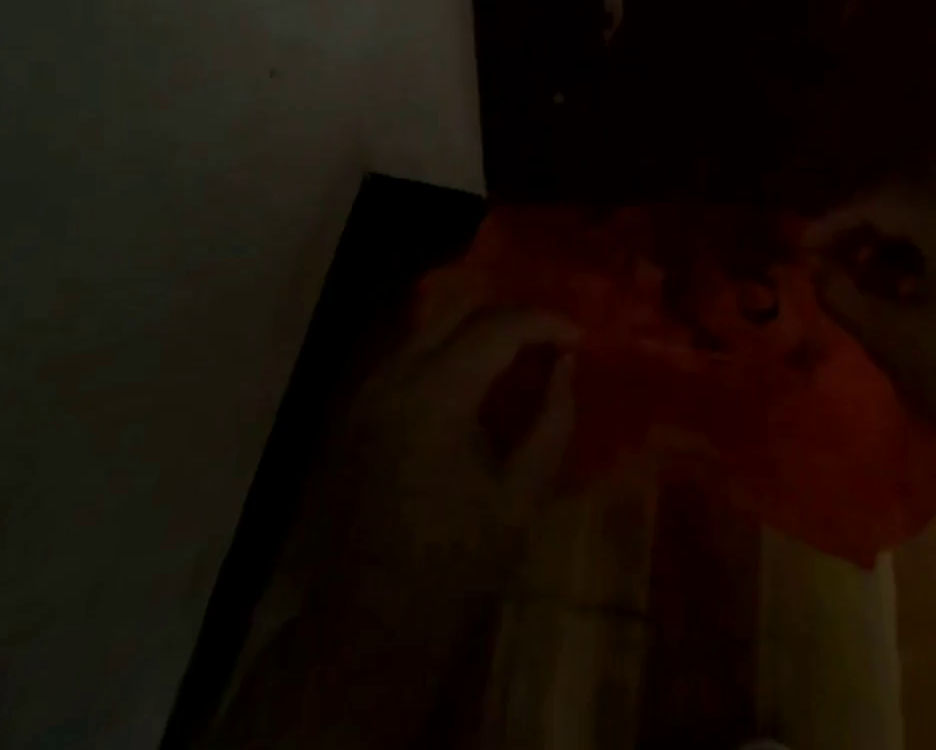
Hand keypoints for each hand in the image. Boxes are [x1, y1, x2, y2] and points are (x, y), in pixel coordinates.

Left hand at [315, 295, 578, 609]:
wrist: (365, 626)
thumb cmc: (453, 564)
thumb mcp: (521, 498)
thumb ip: (553, 420)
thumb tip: (567, 364)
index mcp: (436, 395)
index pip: (499, 327)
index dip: (545, 322)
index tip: (579, 336)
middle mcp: (395, 376)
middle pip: (461, 309)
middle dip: (511, 314)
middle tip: (549, 337)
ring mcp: (368, 389)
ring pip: (431, 326)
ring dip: (478, 328)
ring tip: (518, 350)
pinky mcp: (356, 408)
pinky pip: (410, 352)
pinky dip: (448, 348)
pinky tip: (473, 375)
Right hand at [803, 192, 935, 466]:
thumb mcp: (885, 335)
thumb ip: (839, 292)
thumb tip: (814, 266)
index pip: (879, 207)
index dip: (834, 224)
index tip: (803, 248)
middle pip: (903, 215)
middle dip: (858, 237)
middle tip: (825, 263)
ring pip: (925, 237)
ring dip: (884, 254)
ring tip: (857, 286)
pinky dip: (913, 269)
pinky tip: (898, 301)